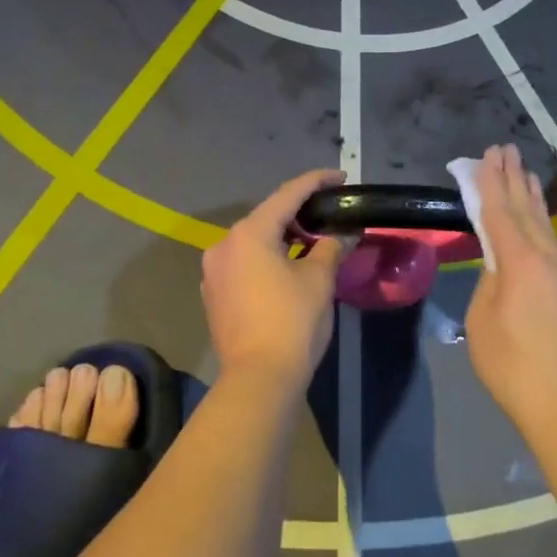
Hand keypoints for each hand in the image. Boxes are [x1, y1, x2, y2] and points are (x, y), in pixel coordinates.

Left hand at [202, 169, 351, 388]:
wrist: (258, 378)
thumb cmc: (292, 322)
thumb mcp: (319, 280)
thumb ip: (331, 248)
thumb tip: (343, 234)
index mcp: (249, 233)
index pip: (288, 194)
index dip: (316, 182)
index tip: (340, 177)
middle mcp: (224, 244)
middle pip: (267, 217)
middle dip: (299, 213)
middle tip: (330, 213)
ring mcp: (214, 270)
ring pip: (254, 241)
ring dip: (282, 238)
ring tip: (313, 242)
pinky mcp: (213, 293)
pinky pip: (244, 263)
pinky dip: (266, 259)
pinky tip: (287, 269)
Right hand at [464, 145, 556, 433]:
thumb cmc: (515, 369)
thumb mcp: (483, 325)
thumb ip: (490, 287)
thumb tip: (500, 270)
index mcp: (516, 264)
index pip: (498, 213)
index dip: (489, 183)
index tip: (485, 156)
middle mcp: (547, 259)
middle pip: (525, 211)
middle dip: (512, 178)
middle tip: (504, 149)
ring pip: (549, 227)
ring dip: (536, 197)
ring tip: (528, 170)